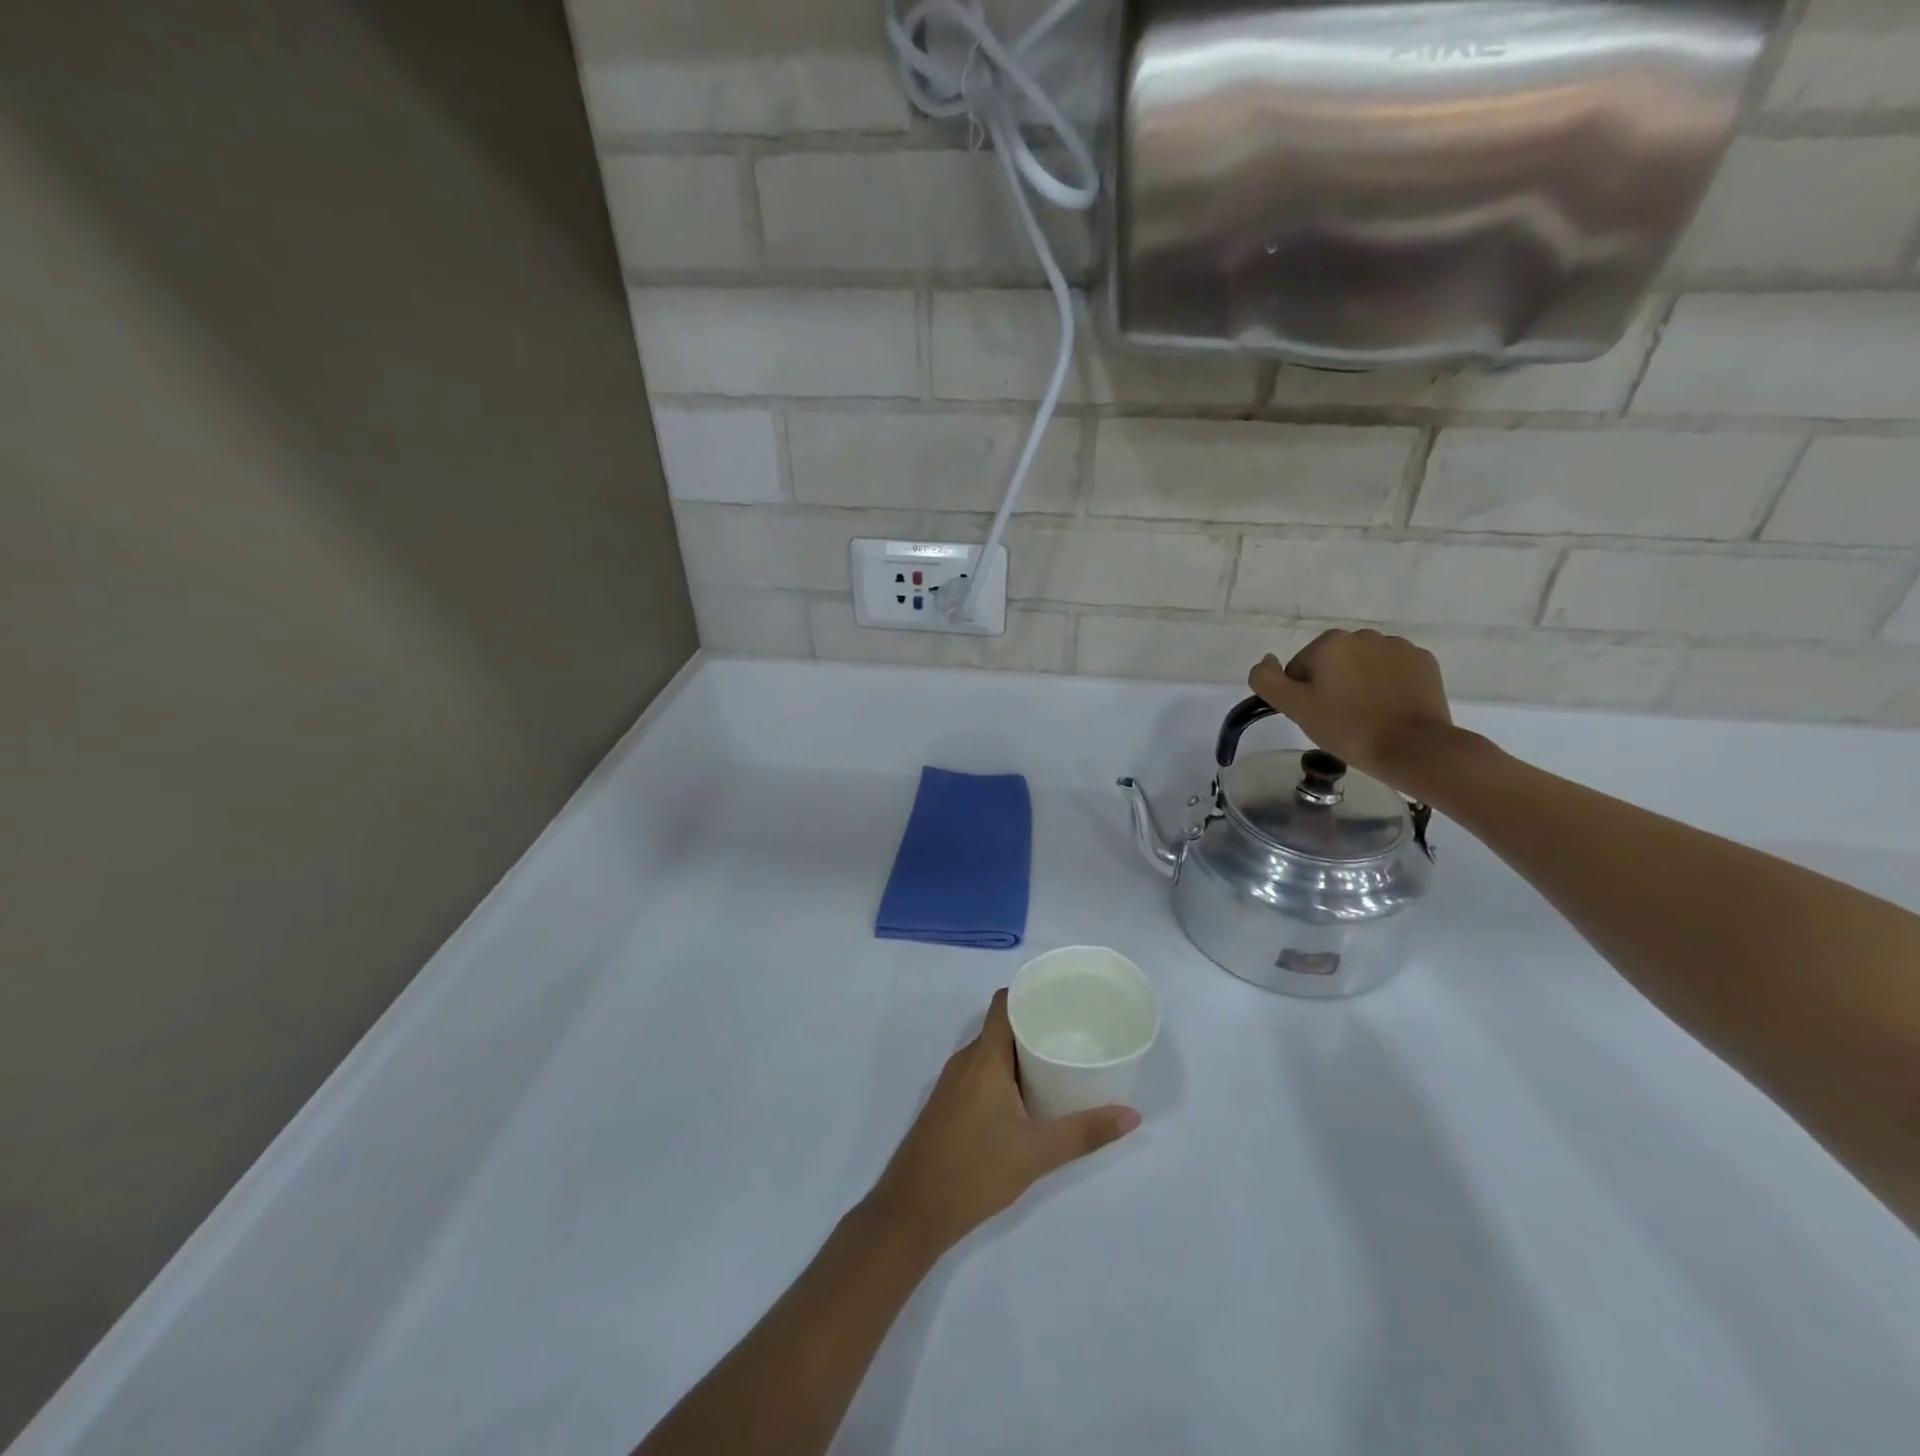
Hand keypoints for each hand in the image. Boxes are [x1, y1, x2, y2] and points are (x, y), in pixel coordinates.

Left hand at [865, 990, 1139, 1257]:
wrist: (912, 1211)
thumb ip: (1084, 1132)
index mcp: (984, 1058)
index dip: (1030, 993)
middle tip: (1073, 1034)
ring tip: (1057, 1062)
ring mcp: (952, 1084)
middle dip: (1035, 1026)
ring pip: (990, 1053)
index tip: (1063, 998)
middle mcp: (965, 1061)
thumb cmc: (974, 1171)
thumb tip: (1132, 1115)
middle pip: (1001, 1027)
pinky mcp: (948, 1105)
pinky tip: (1028, 1098)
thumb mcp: (1037, 1153)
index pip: (1004, 1004)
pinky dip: (1005, 1074)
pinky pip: (980, 1073)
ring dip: (1020, 1053)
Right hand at [1249, 629, 1457, 790]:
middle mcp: (1363, 635)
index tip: (1317, 716)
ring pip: (1363, 665)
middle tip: (1339, 718)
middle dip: (1331, 685)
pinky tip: (1390, 708)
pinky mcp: (1423, 661)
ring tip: (1367, 715)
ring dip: (1359, 683)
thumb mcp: (1295, 708)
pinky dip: (1387, 684)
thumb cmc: (1347, 728)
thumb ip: (1267, 680)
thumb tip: (1266, 660)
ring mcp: (1397, 647)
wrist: (1413, 747)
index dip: (1302, 695)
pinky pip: (1393, 669)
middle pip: (1332, 663)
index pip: (1299, 669)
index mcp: (1329, 643)